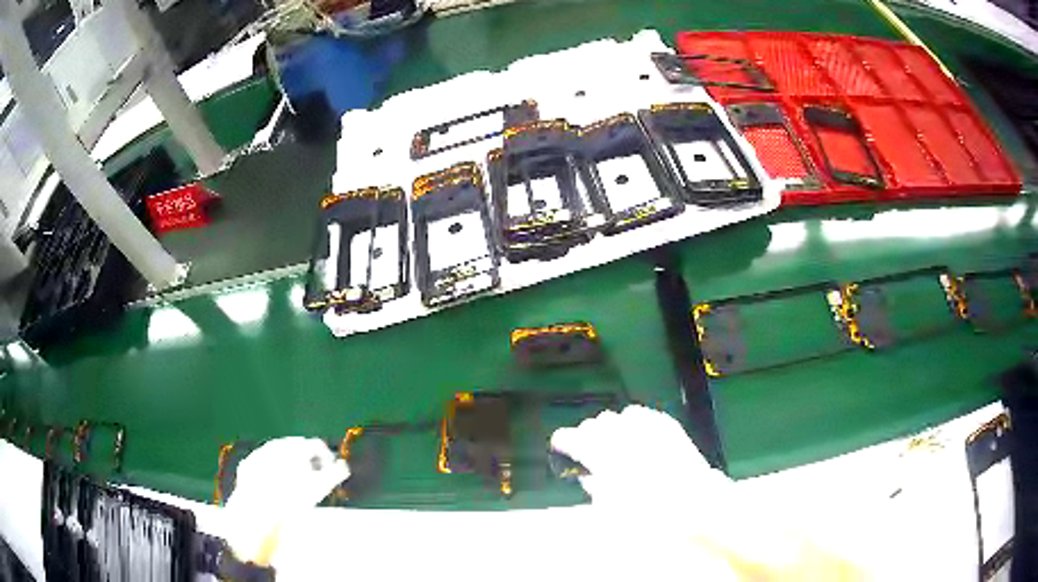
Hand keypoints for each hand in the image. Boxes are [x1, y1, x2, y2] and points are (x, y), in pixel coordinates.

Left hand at [223, 438, 348, 563]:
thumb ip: (333, 474)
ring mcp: (258, 455)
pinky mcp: (246, 467)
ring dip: (288, 466)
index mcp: (294, 447)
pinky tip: (275, 490)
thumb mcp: (318, 488)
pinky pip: (261, 467)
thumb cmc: (292, 499)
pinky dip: (270, 474)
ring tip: (295, 486)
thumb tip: (343, 467)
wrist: (257, 511)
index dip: (327, 459)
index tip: (332, 474)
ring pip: (277, 457)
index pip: (316, 446)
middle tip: (314, 479)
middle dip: (306, 461)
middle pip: (296, 448)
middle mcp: (275, 446)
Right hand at [550, 405, 731, 507]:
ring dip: (613, 428)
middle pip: (596, 423)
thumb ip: (596, 488)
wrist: (697, 506)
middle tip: (589, 452)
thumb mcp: (613, 511)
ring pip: (620, 416)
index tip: (561, 446)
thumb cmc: (650, 516)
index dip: (564, 441)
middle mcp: (624, 435)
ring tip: (616, 444)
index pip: (574, 437)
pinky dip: (637, 425)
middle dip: (589, 436)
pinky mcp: (669, 427)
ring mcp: (649, 427)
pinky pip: (645, 416)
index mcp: (605, 455)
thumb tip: (588, 478)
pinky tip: (639, 438)